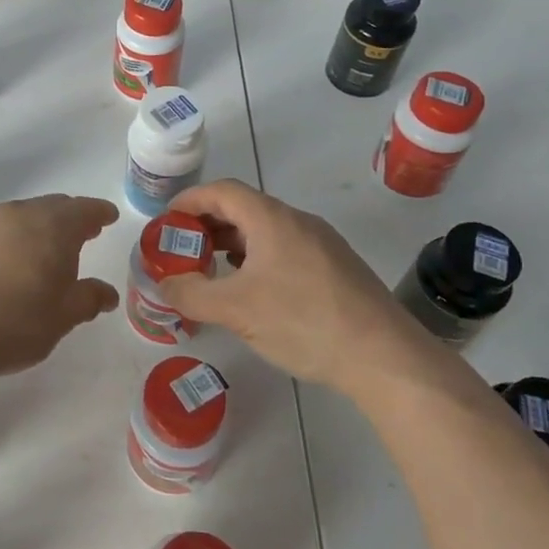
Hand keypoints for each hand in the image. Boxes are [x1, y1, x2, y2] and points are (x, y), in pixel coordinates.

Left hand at [0, 195, 120, 385]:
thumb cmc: (14, 325)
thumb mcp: (62, 318)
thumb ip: (89, 299)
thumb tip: (107, 293)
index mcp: (52, 227)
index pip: (83, 209)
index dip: (99, 212)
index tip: (108, 216)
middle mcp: (19, 214)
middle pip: (52, 207)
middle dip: (70, 218)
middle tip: (83, 234)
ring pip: (22, 216)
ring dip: (39, 227)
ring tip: (45, 250)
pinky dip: (11, 238)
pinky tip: (8, 261)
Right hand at [156, 178, 437, 395]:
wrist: (385, 357)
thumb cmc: (303, 322)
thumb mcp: (235, 310)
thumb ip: (190, 294)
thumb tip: (164, 284)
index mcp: (272, 219)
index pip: (221, 191)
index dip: (189, 200)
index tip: (166, 221)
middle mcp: (298, 221)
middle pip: (243, 208)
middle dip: (208, 225)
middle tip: (183, 250)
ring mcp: (322, 244)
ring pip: (266, 230)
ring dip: (233, 243)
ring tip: (212, 270)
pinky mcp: (337, 268)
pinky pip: (286, 249)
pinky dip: (258, 258)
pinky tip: (254, 290)